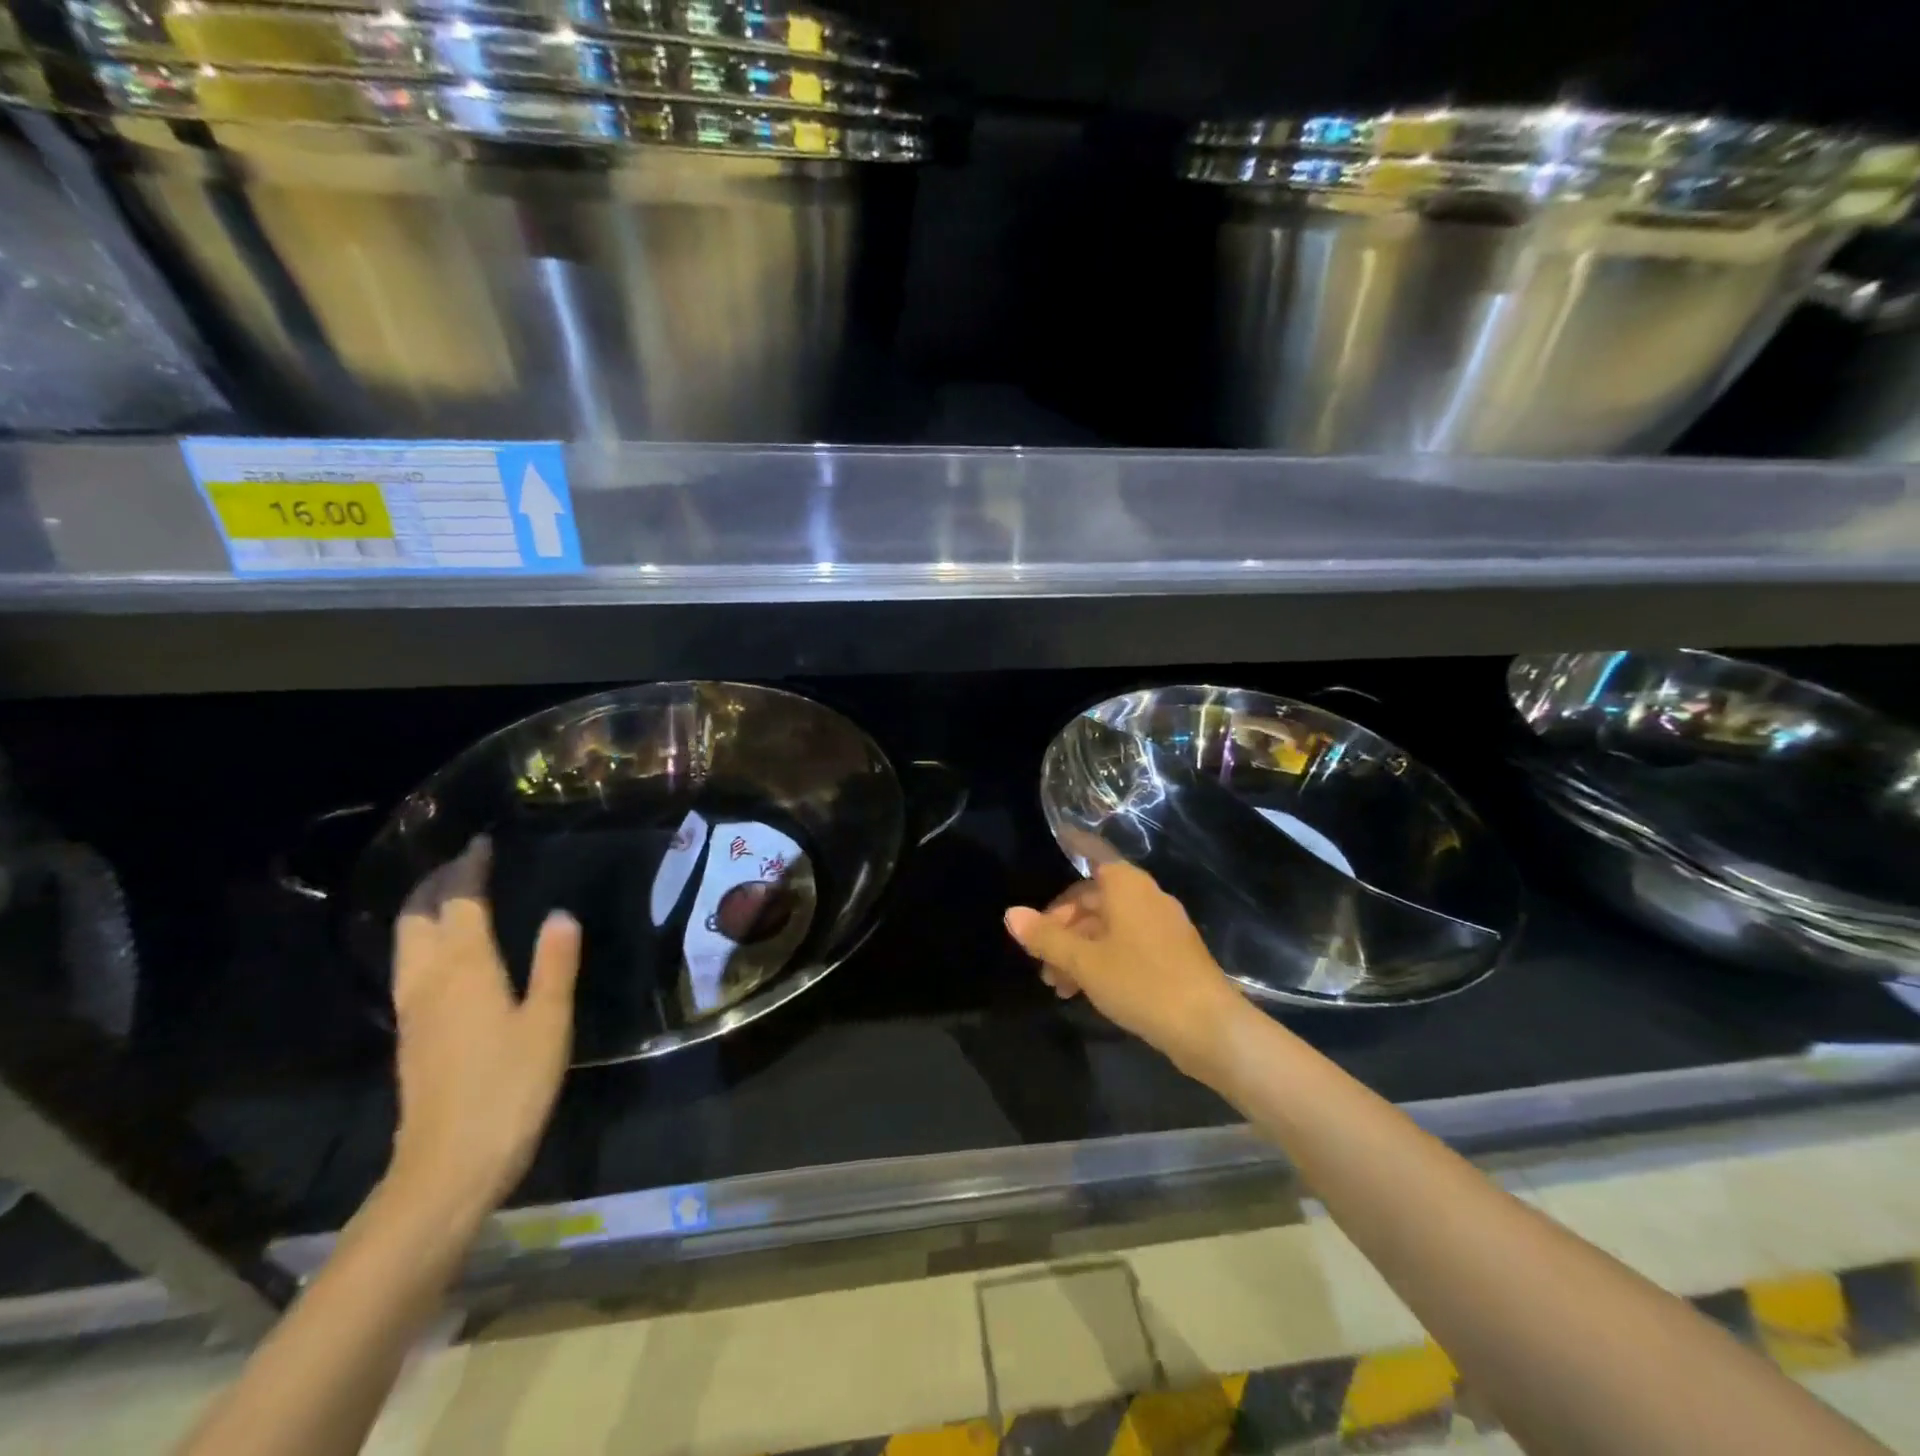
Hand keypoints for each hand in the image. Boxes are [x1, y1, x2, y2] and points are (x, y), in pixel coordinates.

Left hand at [386, 836, 580, 1222]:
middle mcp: (429, 979)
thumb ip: (554, 964)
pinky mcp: (411, 1033)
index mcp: (465, 969)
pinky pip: (410, 964)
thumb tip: (560, 913)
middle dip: (437, 881)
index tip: (482, 842)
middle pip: (418, 916)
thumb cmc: (509, 1088)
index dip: (470, 868)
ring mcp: (413, 1008)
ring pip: (406, 941)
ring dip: (424, 907)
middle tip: (465, 860)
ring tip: (451, 892)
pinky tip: (446, 948)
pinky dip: (424, 937)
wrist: (448, 1165)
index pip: (461, 902)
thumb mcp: (548, 1023)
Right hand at [1005, 862, 1245, 1079]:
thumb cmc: (1140, 982)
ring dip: (1080, 949)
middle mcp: (1146, 896)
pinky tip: (1088, 990)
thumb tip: (1011, 914)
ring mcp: (1163, 925)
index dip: (1072, 849)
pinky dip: (1104, 958)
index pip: (1092, 854)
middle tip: (1040, 960)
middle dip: (1063, 927)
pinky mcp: (1173, 954)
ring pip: (1110, 926)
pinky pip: (1129, 944)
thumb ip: (1046, 937)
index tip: (1056, 843)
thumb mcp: (1084, 962)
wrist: (1209, 1027)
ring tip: (1058, 986)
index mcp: (1126, 886)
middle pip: (1095, 898)